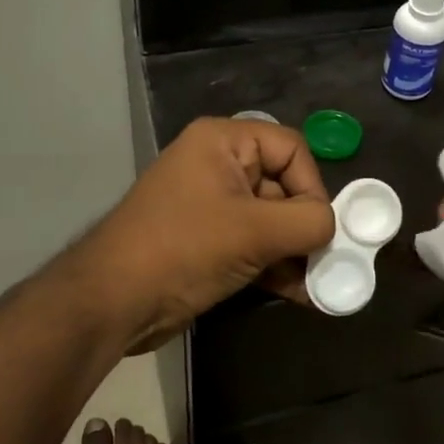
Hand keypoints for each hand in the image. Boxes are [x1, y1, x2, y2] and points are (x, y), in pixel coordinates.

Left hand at [69, 117, 334, 353]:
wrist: (112, 302)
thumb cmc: (184, 249)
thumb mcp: (254, 231)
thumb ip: (307, 223)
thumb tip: (331, 228)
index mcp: (223, 142)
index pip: (290, 149)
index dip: (312, 186)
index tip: (319, 228)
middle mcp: (218, 165)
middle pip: (283, 185)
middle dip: (306, 226)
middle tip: (326, 262)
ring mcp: (212, 205)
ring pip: (271, 220)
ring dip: (296, 252)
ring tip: (318, 285)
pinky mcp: (208, 241)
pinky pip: (254, 243)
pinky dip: (276, 265)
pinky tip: (300, 294)